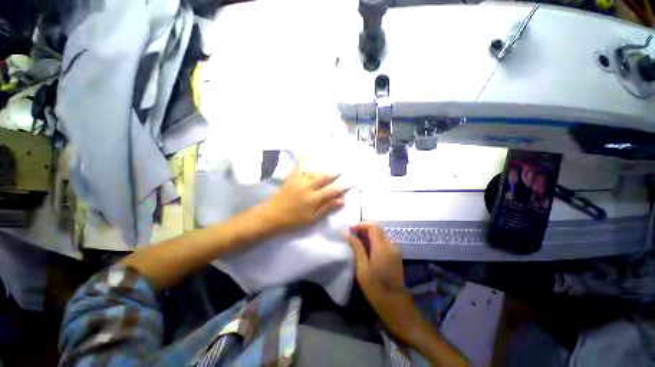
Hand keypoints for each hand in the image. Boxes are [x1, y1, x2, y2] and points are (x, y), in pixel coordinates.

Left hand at [261, 162, 349, 232]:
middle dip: (335, 172)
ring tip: (332, 160)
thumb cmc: (293, 220)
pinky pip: (300, 166)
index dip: (342, 186)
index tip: (351, 182)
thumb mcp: (312, 218)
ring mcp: (299, 180)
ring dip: (324, 165)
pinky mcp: (292, 177)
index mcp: (314, 198)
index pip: (332, 190)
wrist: (272, 215)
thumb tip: (342, 200)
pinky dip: (305, 158)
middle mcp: (308, 187)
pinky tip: (308, 151)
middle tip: (344, 168)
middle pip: (325, 177)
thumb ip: (327, 208)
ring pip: (315, 170)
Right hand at [346, 223, 468, 365]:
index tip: (349, 229)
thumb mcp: (362, 268)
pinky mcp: (395, 253)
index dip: (360, 225)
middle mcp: (390, 244)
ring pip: (380, 233)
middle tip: (352, 234)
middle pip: (377, 228)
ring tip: (356, 240)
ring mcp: (395, 249)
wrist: (395, 304)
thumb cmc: (375, 288)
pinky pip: (383, 240)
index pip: (372, 226)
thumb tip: (346, 233)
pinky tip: (366, 247)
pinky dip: (374, 239)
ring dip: (368, 233)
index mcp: (382, 247)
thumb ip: (356, 247)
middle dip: (364, 228)